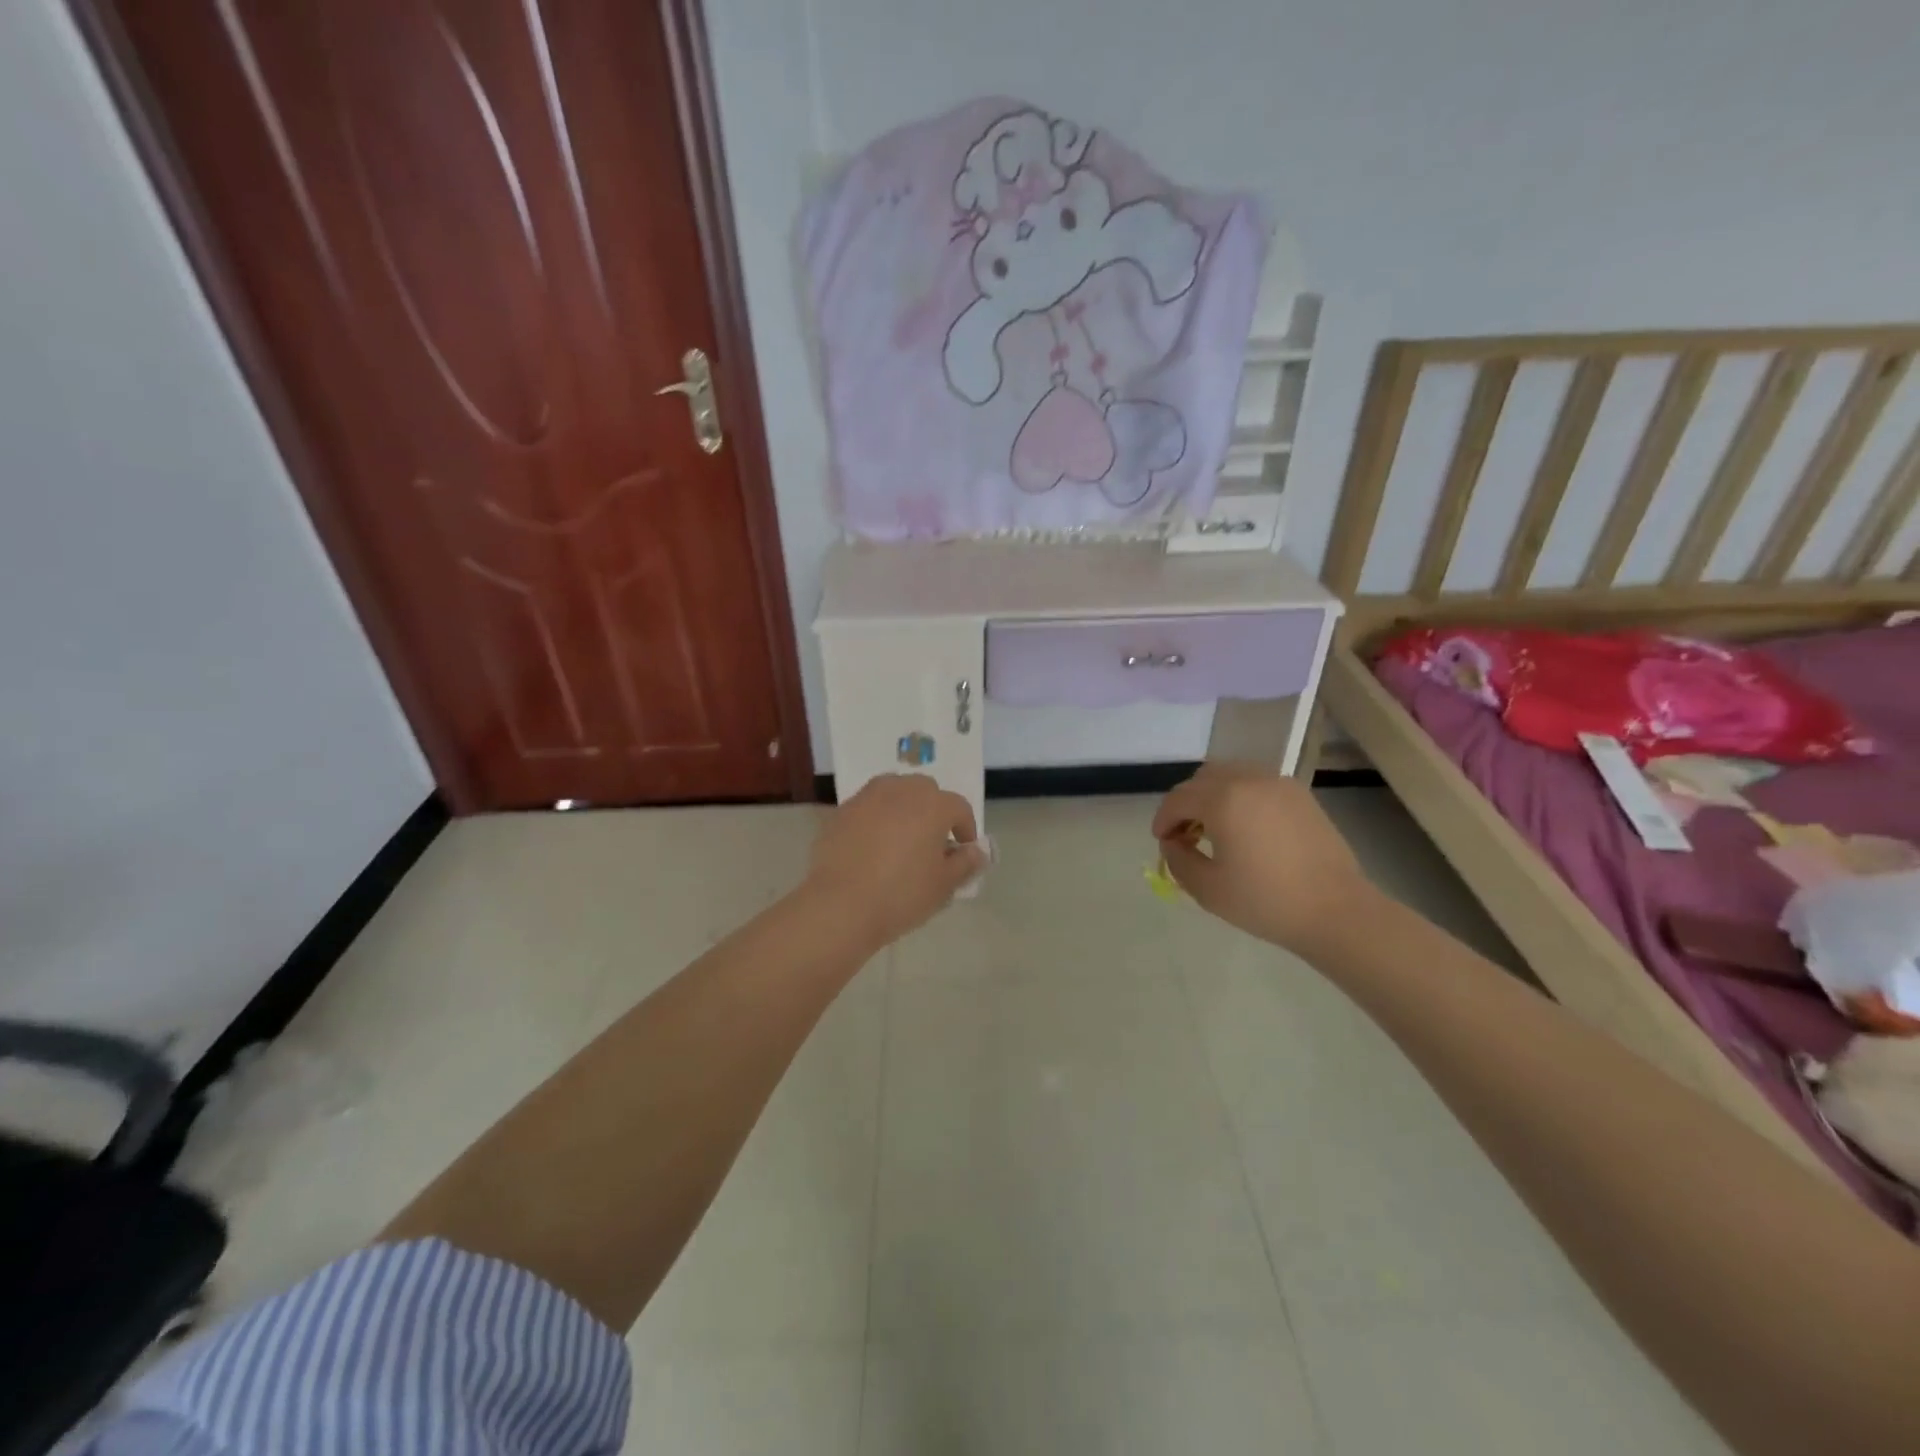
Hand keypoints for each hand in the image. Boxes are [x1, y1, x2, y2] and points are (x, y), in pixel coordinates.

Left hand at [805, 775, 986, 946]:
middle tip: (931, 843)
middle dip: (934, 811)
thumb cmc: (901, 895)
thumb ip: (965, 864)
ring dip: (903, 809)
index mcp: (932, 804)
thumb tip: (977, 852)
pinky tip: (872, 848)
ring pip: (894, 792)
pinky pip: (867, 808)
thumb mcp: (944, 885)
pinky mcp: (841, 812)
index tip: (963, 853)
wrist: (840, 906)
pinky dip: (875, 819)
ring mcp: (867, 798)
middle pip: (925, 791)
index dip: (966, 829)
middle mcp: (901, 790)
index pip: (959, 807)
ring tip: (901, 840)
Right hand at [1152, 762, 1377, 955]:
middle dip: (1186, 803)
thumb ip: (1178, 860)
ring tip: (1214, 828)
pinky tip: (1245, 827)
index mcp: (1223, 800)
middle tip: (1184, 834)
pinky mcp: (1299, 794)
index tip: (1162, 842)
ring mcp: (1278, 783)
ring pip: (1230, 774)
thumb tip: (1173, 843)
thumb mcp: (1208, 889)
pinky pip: (1256, 783)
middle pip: (1202, 779)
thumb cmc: (1266, 901)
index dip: (1163, 819)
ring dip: (1212, 795)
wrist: (1336, 911)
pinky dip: (1240, 796)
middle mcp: (1249, 780)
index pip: (1178, 799)